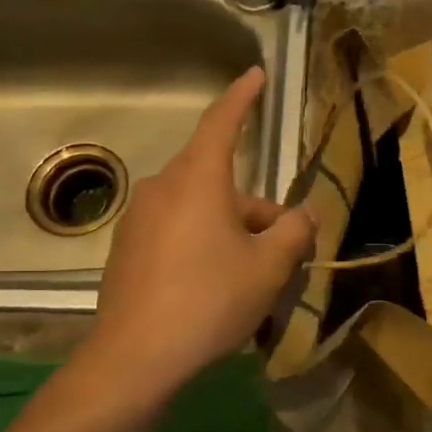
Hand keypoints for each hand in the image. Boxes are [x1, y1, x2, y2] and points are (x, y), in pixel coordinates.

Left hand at [87, 67, 315, 397]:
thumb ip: (293, 233)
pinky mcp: (126, 249)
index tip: (256, 75)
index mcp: (198, 179)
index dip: (243, 97)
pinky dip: (202, 245)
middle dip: (255, 209)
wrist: (136, 356)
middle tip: (286, 248)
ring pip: (199, 210)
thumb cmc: (210, 299)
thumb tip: (305, 215)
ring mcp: (139, 219)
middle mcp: (163, 188)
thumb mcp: (268, 268)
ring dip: (231, 231)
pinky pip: (176, 232)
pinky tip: (214, 288)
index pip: (222, 122)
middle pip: (219, 182)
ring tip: (254, 277)